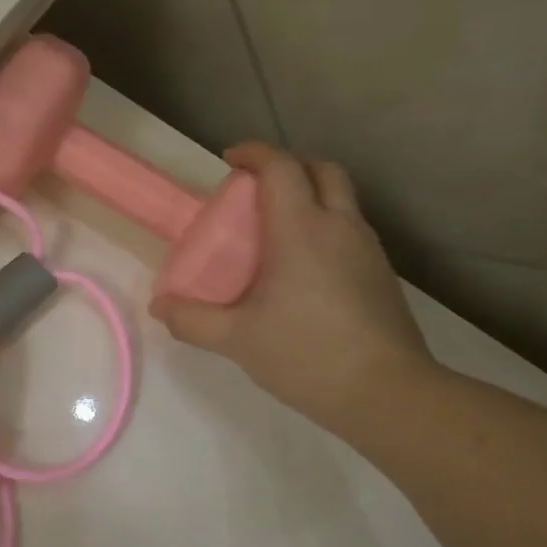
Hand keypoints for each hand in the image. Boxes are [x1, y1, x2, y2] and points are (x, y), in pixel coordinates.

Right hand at [150, 143, 434, 434]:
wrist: (386, 392)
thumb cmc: (304, 354)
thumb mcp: (235, 339)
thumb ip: (191, 320)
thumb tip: (160, 306)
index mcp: (301, 230)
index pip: (281, 168)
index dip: (254, 154)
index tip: (229, 161)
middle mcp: (340, 227)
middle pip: (322, 170)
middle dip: (288, 166)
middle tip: (256, 189)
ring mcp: (368, 250)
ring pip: (341, 200)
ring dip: (309, 197)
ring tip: (274, 231)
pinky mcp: (380, 275)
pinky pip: (350, 231)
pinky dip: (324, 228)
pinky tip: (301, 269)